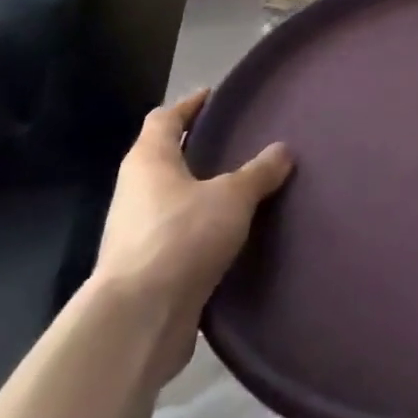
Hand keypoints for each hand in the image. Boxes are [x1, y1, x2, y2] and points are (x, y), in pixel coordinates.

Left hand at [91, 88, 293, 379]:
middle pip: (164, 159)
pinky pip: (179, 236)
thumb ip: (259, 172)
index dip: (189, 105)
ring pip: (172, 200)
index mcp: (148, 162)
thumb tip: (282, 150)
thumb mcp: (233, 197)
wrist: (138, 320)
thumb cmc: (181, 238)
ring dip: (200, 193)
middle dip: (197, 150)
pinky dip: (201, 230)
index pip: (164, 119)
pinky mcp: (146, 270)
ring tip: (243, 188)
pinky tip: (232, 234)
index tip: (215, 96)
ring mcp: (136, 233)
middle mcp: (135, 192)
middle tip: (238, 141)